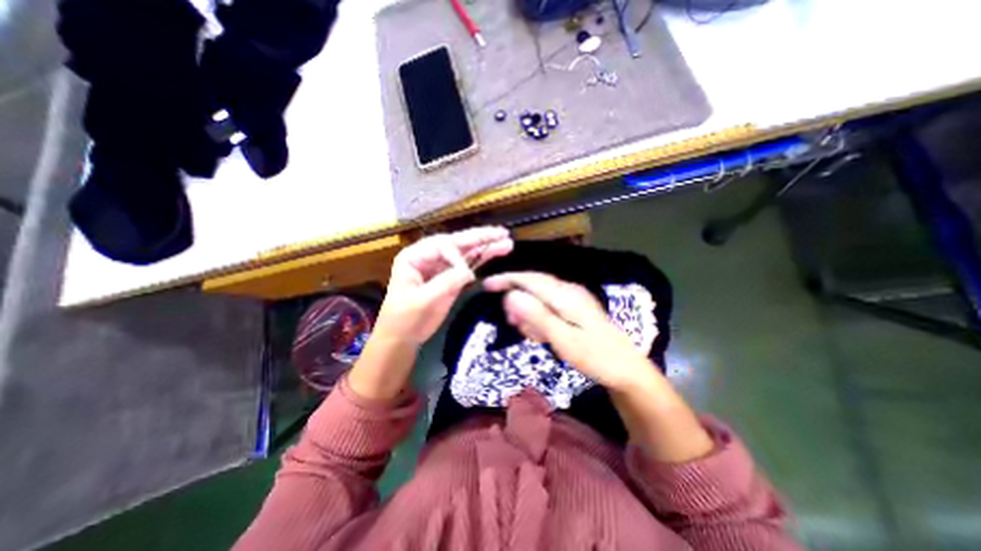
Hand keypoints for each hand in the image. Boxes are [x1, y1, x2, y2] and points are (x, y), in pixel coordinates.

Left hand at [373, 225, 514, 345]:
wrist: (402, 339)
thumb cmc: (406, 319)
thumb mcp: (424, 300)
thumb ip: (447, 282)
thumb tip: (469, 271)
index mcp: (415, 256)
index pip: (442, 246)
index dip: (458, 257)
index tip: (467, 276)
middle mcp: (428, 256)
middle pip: (457, 243)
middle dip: (480, 238)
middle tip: (502, 233)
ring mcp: (440, 267)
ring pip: (465, 253)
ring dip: (485, 247)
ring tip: (505, 241)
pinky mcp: (449, 278)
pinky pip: (467, 265)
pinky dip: (481, 260)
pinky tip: (495, 253)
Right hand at [483, 271, 658, 391]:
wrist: (627, 370)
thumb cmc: (595, 357)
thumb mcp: (563, 340)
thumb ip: (537, 316)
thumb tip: (511, 295)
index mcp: (566, 296)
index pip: (530, 279)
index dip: (507, 279)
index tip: (487, 285)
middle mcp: (569, 291)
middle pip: (534, 286)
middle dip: (518, 303)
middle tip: (514, 325)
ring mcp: (574, 299)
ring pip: (540, 298)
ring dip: (530, 315)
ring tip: (534, 337)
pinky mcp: (575, 309)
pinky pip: (549, 307)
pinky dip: (540, 319)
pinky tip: (543, 335)